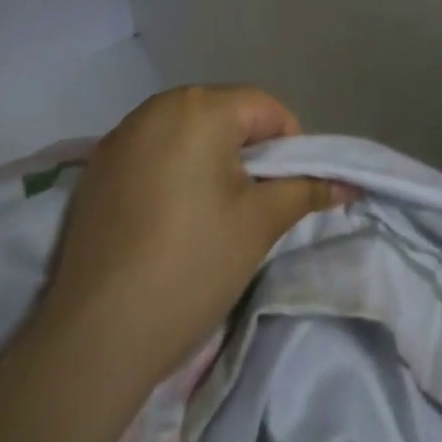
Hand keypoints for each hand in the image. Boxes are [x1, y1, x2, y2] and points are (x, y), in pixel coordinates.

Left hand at [39, 85, 351, 384]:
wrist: (95, 336)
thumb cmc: (191, 266)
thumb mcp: (259, 225)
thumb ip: (305, 190)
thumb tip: (346, 182)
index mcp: (201, 106)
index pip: (265, 108)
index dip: (290, 145)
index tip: (291, 190)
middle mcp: (158, 105)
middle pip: (224, 113)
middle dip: (248, 150)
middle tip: (256, 203)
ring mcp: (121, 134)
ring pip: (187, 131)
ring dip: (210, 158)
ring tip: (214, 212)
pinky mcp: (97, 167)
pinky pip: (152, 151)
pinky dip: (172, 170)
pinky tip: (170, 218)